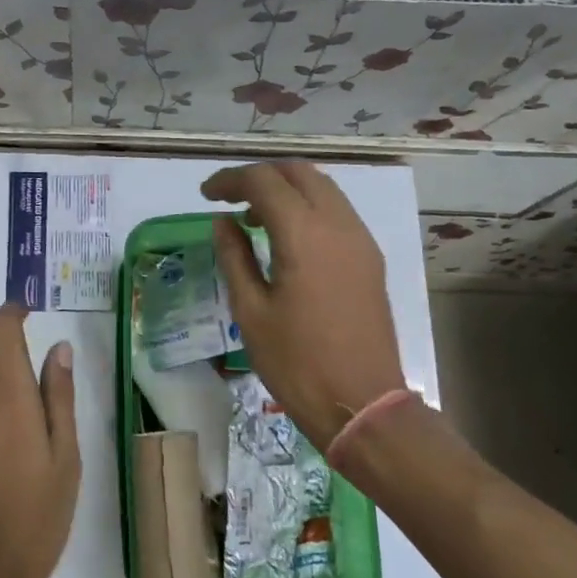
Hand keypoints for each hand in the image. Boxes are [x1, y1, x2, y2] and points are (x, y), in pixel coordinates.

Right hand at [203, 162, 406, 446]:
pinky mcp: (370, 259)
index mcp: (304, 234)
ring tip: (254, 219)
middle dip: (260, 176)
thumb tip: (224, 222)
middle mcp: (338, 225)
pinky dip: (307, 208)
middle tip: (230, 200)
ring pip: (322, 188)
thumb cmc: (297, 362)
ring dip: (286, 190)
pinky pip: (337, 211)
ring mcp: (360, 240)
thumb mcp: (250, 311)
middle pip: (298, 172)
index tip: (206, 195)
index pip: (263, 181)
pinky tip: (286, 238)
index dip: (230, 180)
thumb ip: (234, 257)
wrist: (362, 404)